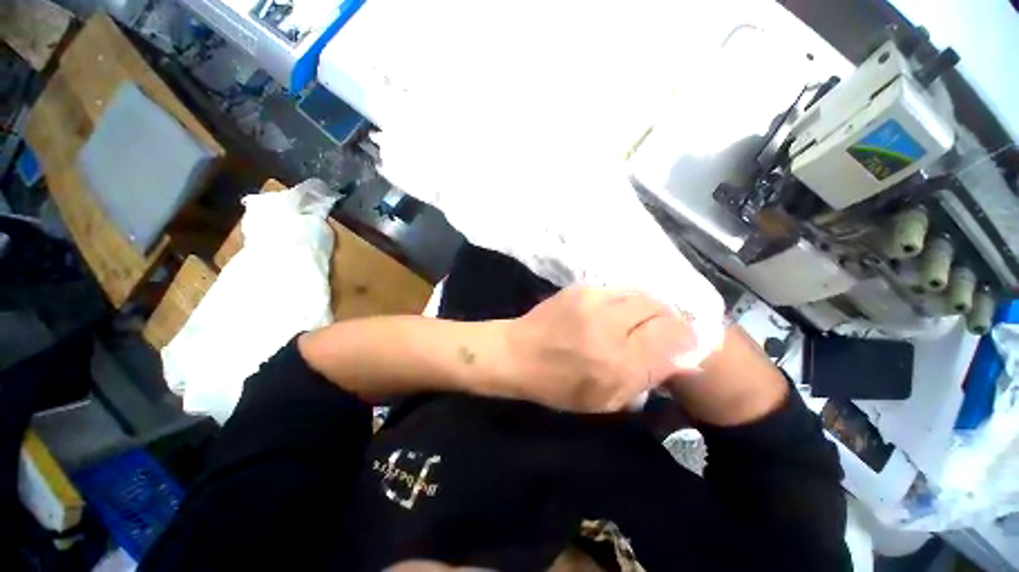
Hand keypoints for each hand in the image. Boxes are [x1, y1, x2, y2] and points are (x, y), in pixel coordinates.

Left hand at [501, 286, 697, 412]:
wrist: (516, 353)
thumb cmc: (557, 385)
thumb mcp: (605, 399)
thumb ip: (646, 378)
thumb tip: (680, 357)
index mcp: (617, 363)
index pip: (672, 337)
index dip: (684, 338)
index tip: (681, 344)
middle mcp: (608, 326)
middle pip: (659, 308)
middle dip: (667, 320)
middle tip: (659, 332)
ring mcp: (592, 301)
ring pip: (640, 294)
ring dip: (646, 309)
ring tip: (635, 322)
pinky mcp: (580, 288)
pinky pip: (617, 291)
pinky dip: (624, 302)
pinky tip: (612, 314)